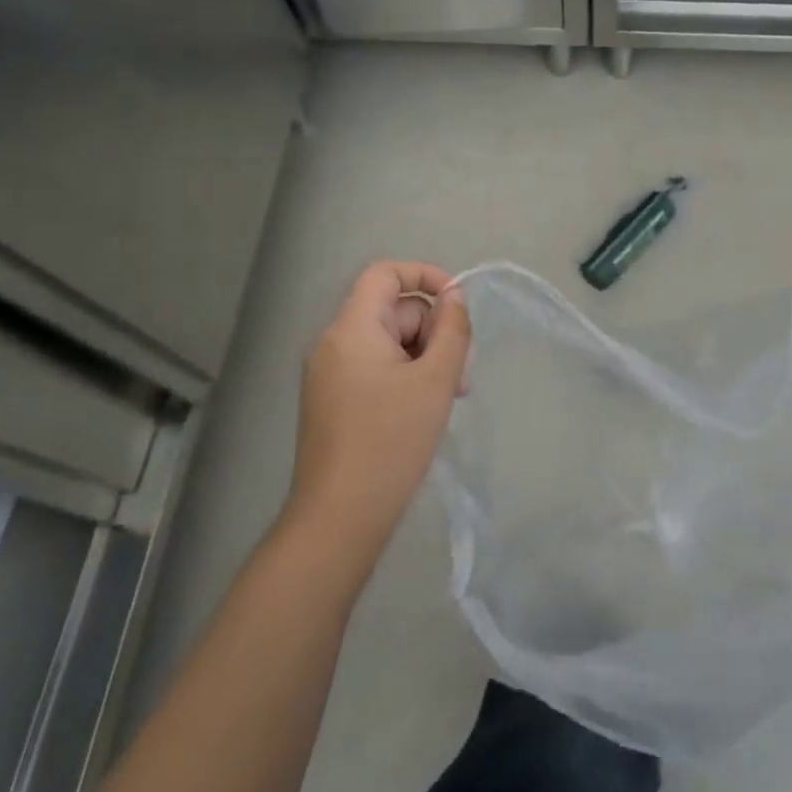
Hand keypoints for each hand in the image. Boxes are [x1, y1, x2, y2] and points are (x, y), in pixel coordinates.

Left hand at [289, 261, 469, 570]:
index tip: (458, 305)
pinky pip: (376, 367)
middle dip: (434, 331)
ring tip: (449, 396)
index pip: (385, 273)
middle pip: (394, 310)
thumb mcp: (436, 379)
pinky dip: (406, 376)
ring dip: (425, 357)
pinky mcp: (334, 400)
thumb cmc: (391, 441)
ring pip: (389, 342)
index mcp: (352, 328)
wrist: (340, 518)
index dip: (425, 276)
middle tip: (462, 373)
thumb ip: (452, 329)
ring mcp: (330, 373)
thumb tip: (454, 297)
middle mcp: (334, 342)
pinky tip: (425, 409)